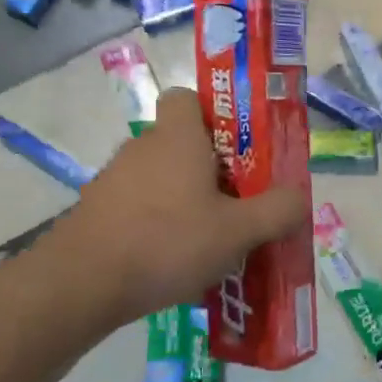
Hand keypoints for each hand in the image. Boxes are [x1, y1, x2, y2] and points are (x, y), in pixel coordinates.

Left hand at [64, 88, 310, 328]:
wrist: (81, 284)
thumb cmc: (167, 242)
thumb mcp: (238, 231)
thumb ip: (277, 211)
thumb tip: (300, 197)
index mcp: (177, 138)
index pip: (186, 97)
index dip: (213, 115)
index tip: (236, 148)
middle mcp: (143, 148)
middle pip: (181, 143)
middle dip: (210, 169)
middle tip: (236, 204)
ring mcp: (114, 180)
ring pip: (161, 177)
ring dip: (184, 200)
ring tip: (208, 241)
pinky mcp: (96, 211)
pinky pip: (139, 206)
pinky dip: (157, 224)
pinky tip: (172, 261)